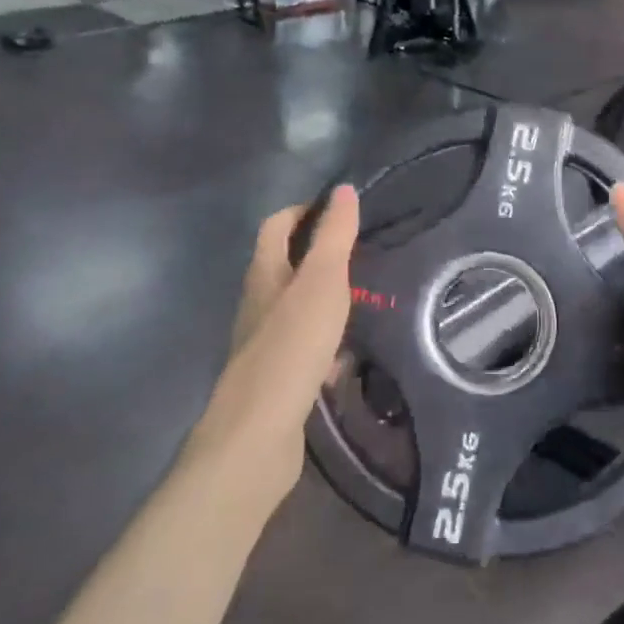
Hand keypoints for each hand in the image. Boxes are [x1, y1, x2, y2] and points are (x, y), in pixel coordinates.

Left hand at [187, 186, 359, 504]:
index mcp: (264, 274)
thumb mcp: (323, 281)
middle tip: (363, 253)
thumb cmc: (292, 346)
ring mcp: (263, 343)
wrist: (257, 434)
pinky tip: (350, 355)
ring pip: (296, 308)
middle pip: (285, 265)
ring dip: (325, 299)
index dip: (304, 210)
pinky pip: (304, 348)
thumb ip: (335, 236)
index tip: (341, 210)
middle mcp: (258, 303)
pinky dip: (325, 343)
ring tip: (366, 298)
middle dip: (319, 255)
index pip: (276, 225)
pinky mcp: (275, 378)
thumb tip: (344, 189)